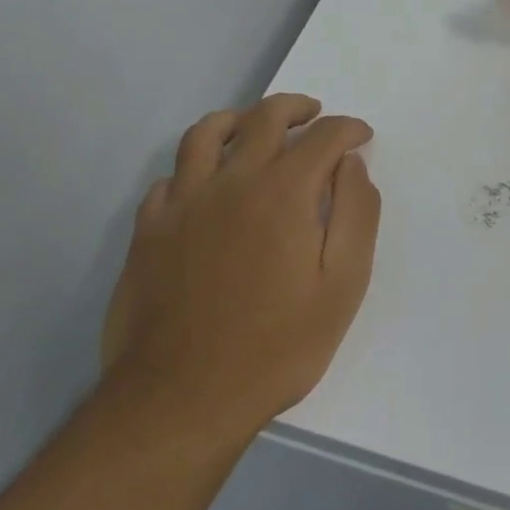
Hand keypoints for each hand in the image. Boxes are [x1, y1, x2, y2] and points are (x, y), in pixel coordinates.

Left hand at [100, 94, 380, 439]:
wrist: (180, 401)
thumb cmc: (275, 347)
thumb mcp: (342, 286)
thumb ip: (357, 214)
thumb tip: (352, 165)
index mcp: (283, 190)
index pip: (323, 136)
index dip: (348, 128)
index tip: (361, 136)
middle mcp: (232, 179)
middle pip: (266, 116)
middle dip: (297, 108)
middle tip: (314, 115)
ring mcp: (184, 201)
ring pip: (207, 132)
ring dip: (238, 119)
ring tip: (253, 127)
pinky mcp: (148, 229)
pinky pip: (170, 177)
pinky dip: (193, 168)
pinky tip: (204, 185)